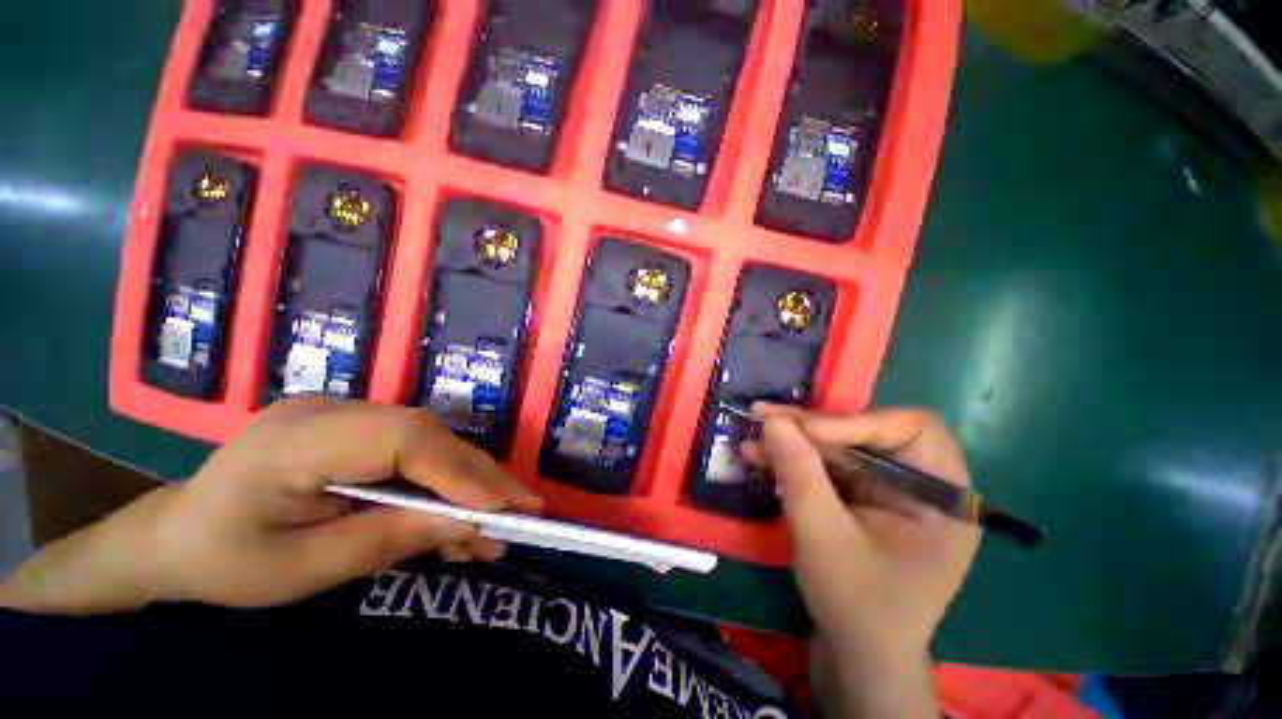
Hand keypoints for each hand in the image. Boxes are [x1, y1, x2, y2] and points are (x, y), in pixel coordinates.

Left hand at [0, 398, 542, 613]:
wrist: (176, 538)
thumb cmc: (223, 562)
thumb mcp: (300, 571)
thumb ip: (386, 541)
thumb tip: (469, 526)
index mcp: (298, 440)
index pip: (403, 438)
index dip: (458, 469)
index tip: (501, 507)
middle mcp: (332, 411)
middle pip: (428, 437)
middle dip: (480, 477)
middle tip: (526, 511)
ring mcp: (347, 415)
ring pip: (431, 444)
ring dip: (469, 484)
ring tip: (500, 524)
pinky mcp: (359, 431)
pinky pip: (416, 453)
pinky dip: (444, 484)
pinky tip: (460, 516)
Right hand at [742, 404, 979, 717]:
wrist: (857, 656)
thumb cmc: (856, 604)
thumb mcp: (824, 538)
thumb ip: (800, 475)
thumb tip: (774, 421)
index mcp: (941, 497)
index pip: (910, 429)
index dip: (855, 422)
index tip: (803, 430)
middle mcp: (919, 485)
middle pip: (866, 433)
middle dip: (812, 428)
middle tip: (764, 418)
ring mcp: (888, 492)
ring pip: (839, 447)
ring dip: (795, 443)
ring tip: (752, 442)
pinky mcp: (862, 499)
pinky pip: (828, 466)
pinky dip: (795, 461)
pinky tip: (763, 460)